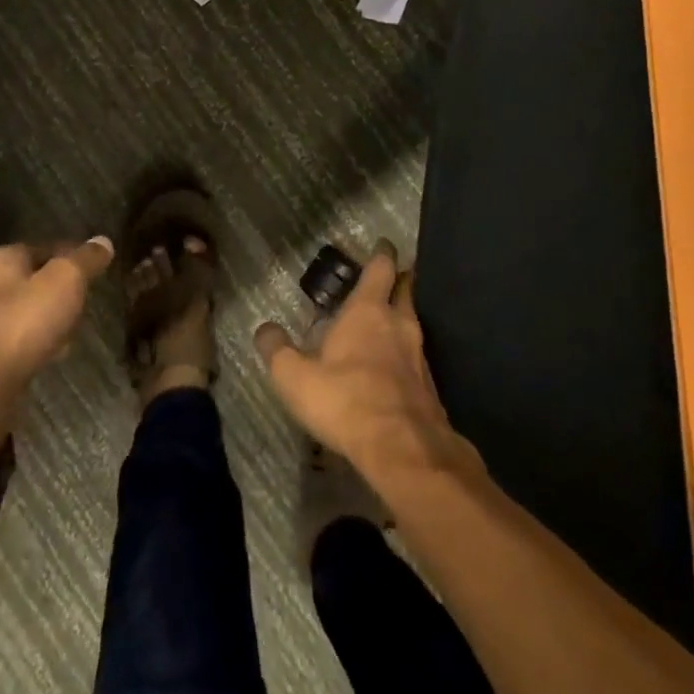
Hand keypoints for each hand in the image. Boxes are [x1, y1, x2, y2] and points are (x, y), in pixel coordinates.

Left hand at [0, 238, 113, 395]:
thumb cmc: (26, 320)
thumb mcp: (66, 279)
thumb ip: (86, 259)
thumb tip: (103, 241)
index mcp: (6, 258)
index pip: (47, 247)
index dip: (73, 255)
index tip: (96, 268)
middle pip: (37, 280)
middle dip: (62, 289)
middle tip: (86, 299)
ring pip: (32, 311)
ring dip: (53, 318)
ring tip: (76, 328)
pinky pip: (25, 340)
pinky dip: (42, 343)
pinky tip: (56, 354)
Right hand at [255, 241, 472, 487]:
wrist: (404, 450)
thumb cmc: (346, 400)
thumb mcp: (295, 377)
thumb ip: (277, 350)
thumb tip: (263, 329)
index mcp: (368, 310)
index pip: (380, 268)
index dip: (381, 253)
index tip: (383, 243)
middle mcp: (399, 324)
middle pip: (405, 290)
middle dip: (399, 280)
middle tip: (389, 276)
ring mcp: (419, 356)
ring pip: (413, 324)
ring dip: (401, 318)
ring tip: (386, 322)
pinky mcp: (429, 388)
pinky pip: (417, 358)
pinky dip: (406, 354)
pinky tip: (393, 368)